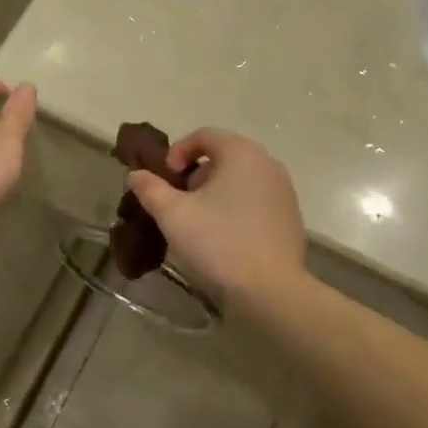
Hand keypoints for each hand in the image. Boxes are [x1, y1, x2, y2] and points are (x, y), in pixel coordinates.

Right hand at [125, 128, 305, 305]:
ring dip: (214, 194)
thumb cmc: (218, 243)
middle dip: (195, 176)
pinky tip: (223, 239)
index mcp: (241, 153)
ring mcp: (284, 191)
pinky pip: (255, 201)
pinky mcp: (290, 218)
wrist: (271, 292)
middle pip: (223, 157)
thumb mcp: (173, 215)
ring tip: (198, 224)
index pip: (204, 135)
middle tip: (178, 204)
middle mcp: (268, 164)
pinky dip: (235, 209)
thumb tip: (137, 175)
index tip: (166, 180)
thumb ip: (151, 189)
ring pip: (239, 181)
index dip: (178, 152)